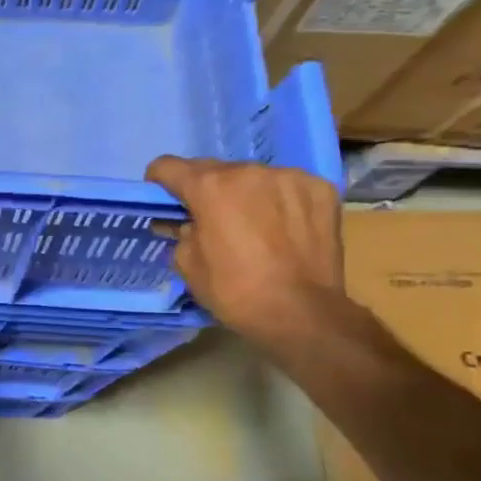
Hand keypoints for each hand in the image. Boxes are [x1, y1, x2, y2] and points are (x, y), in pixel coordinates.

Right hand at [144, 155, 346, 347]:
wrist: (302, 314)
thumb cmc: (234, 291)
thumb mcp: (187, 264)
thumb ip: (180, 231)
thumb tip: (184, 222)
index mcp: (210, 187)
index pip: (168, 166)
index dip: (159, 182)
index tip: (164, 199)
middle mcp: (248, 171)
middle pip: (214, 169)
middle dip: (205, 190)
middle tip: (210, 218)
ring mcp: (289, 177)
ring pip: (253, 177)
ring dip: (244, 193)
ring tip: (252, 224)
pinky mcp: (320, 189)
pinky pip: (287, 186)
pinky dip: (278, 200)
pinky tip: (283, 227)